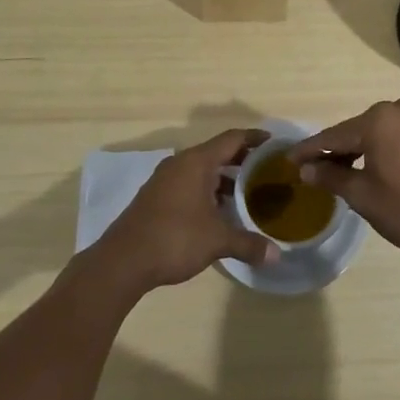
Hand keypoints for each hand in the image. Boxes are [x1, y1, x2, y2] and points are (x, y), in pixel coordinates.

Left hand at [93, 128, 278, 292]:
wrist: (123, 261)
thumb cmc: (174, 239)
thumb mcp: (217, 241)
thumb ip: (248, 244)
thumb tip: (276, 255)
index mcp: (197, 162)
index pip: (232, 139)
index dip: (255, 138)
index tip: (274, 142)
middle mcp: (180, 163)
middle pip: (217, 152)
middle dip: (242, 160)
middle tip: (266, 170)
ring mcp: (165, 180)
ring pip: (202, 170)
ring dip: (224, 178)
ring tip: (247, 193)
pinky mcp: (156, 197)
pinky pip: (189, 183)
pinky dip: (207, 190)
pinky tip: (219, 211)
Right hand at [288, 98, 399, 265]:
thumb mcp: (363, 196)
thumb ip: (331, 176)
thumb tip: (306, 168)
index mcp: (378, 120)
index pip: (333, 136)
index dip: (309, 150)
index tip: (288, 159)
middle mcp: (398, 109)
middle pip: (355, 131)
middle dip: (335, 150)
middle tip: (313, 170)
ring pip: (376, 133)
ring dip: (358, 150)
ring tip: (340, 173)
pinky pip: (396, 136)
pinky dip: (380, 149)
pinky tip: (372, 168)